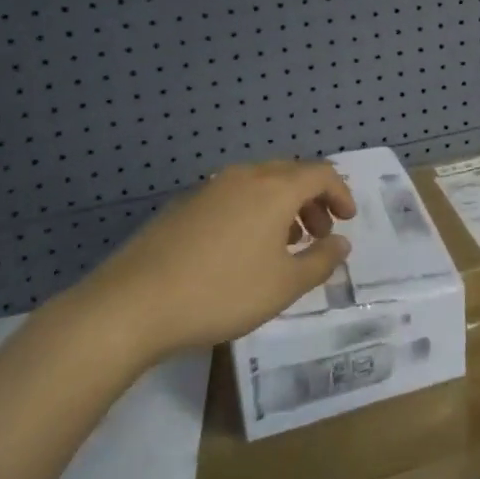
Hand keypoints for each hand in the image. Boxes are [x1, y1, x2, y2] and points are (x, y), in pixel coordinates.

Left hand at [63, 161, 354, 374]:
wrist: (132, 304)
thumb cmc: (221, 292)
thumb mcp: (283, 286)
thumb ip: (320, 261)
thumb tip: (341, 244)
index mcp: (274, 189)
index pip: (320, 174)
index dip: (340, 194)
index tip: (347, 221)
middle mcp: (243, 177)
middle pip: (290, 174)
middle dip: (312, 200)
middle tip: (319, 233)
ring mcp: (208, 189)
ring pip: (258, 185)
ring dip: (281, 207)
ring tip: (283, 245)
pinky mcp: (182, 207)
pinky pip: (231, 198)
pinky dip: (251, 213)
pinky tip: (241, 250)